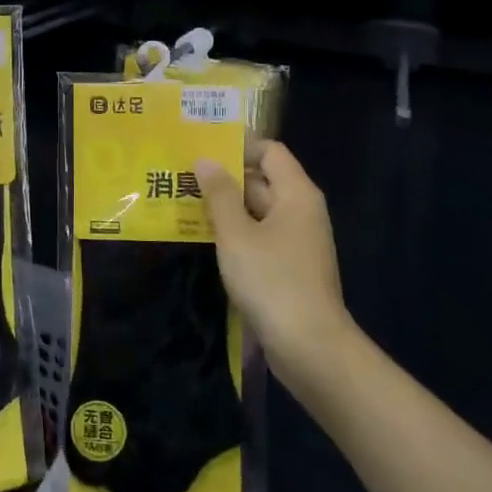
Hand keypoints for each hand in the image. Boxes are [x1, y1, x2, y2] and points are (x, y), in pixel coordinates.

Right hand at [194, 141, 353, 389]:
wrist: (309, 347)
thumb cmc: (272, 280)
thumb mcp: (237, 234)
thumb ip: (219, 194)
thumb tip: (205, 159)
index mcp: (296, 194)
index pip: (270, 151)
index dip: (238, 145)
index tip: (201, 146)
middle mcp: (301, 211)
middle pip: (263, 180)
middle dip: (225, 177)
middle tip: (182, 174)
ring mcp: (296, 241)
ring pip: (258, 211)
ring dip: (226, 206)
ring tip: (184, 201)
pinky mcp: (289, 267)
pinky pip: (259, 236)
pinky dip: (235, 232)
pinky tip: (205, 237)